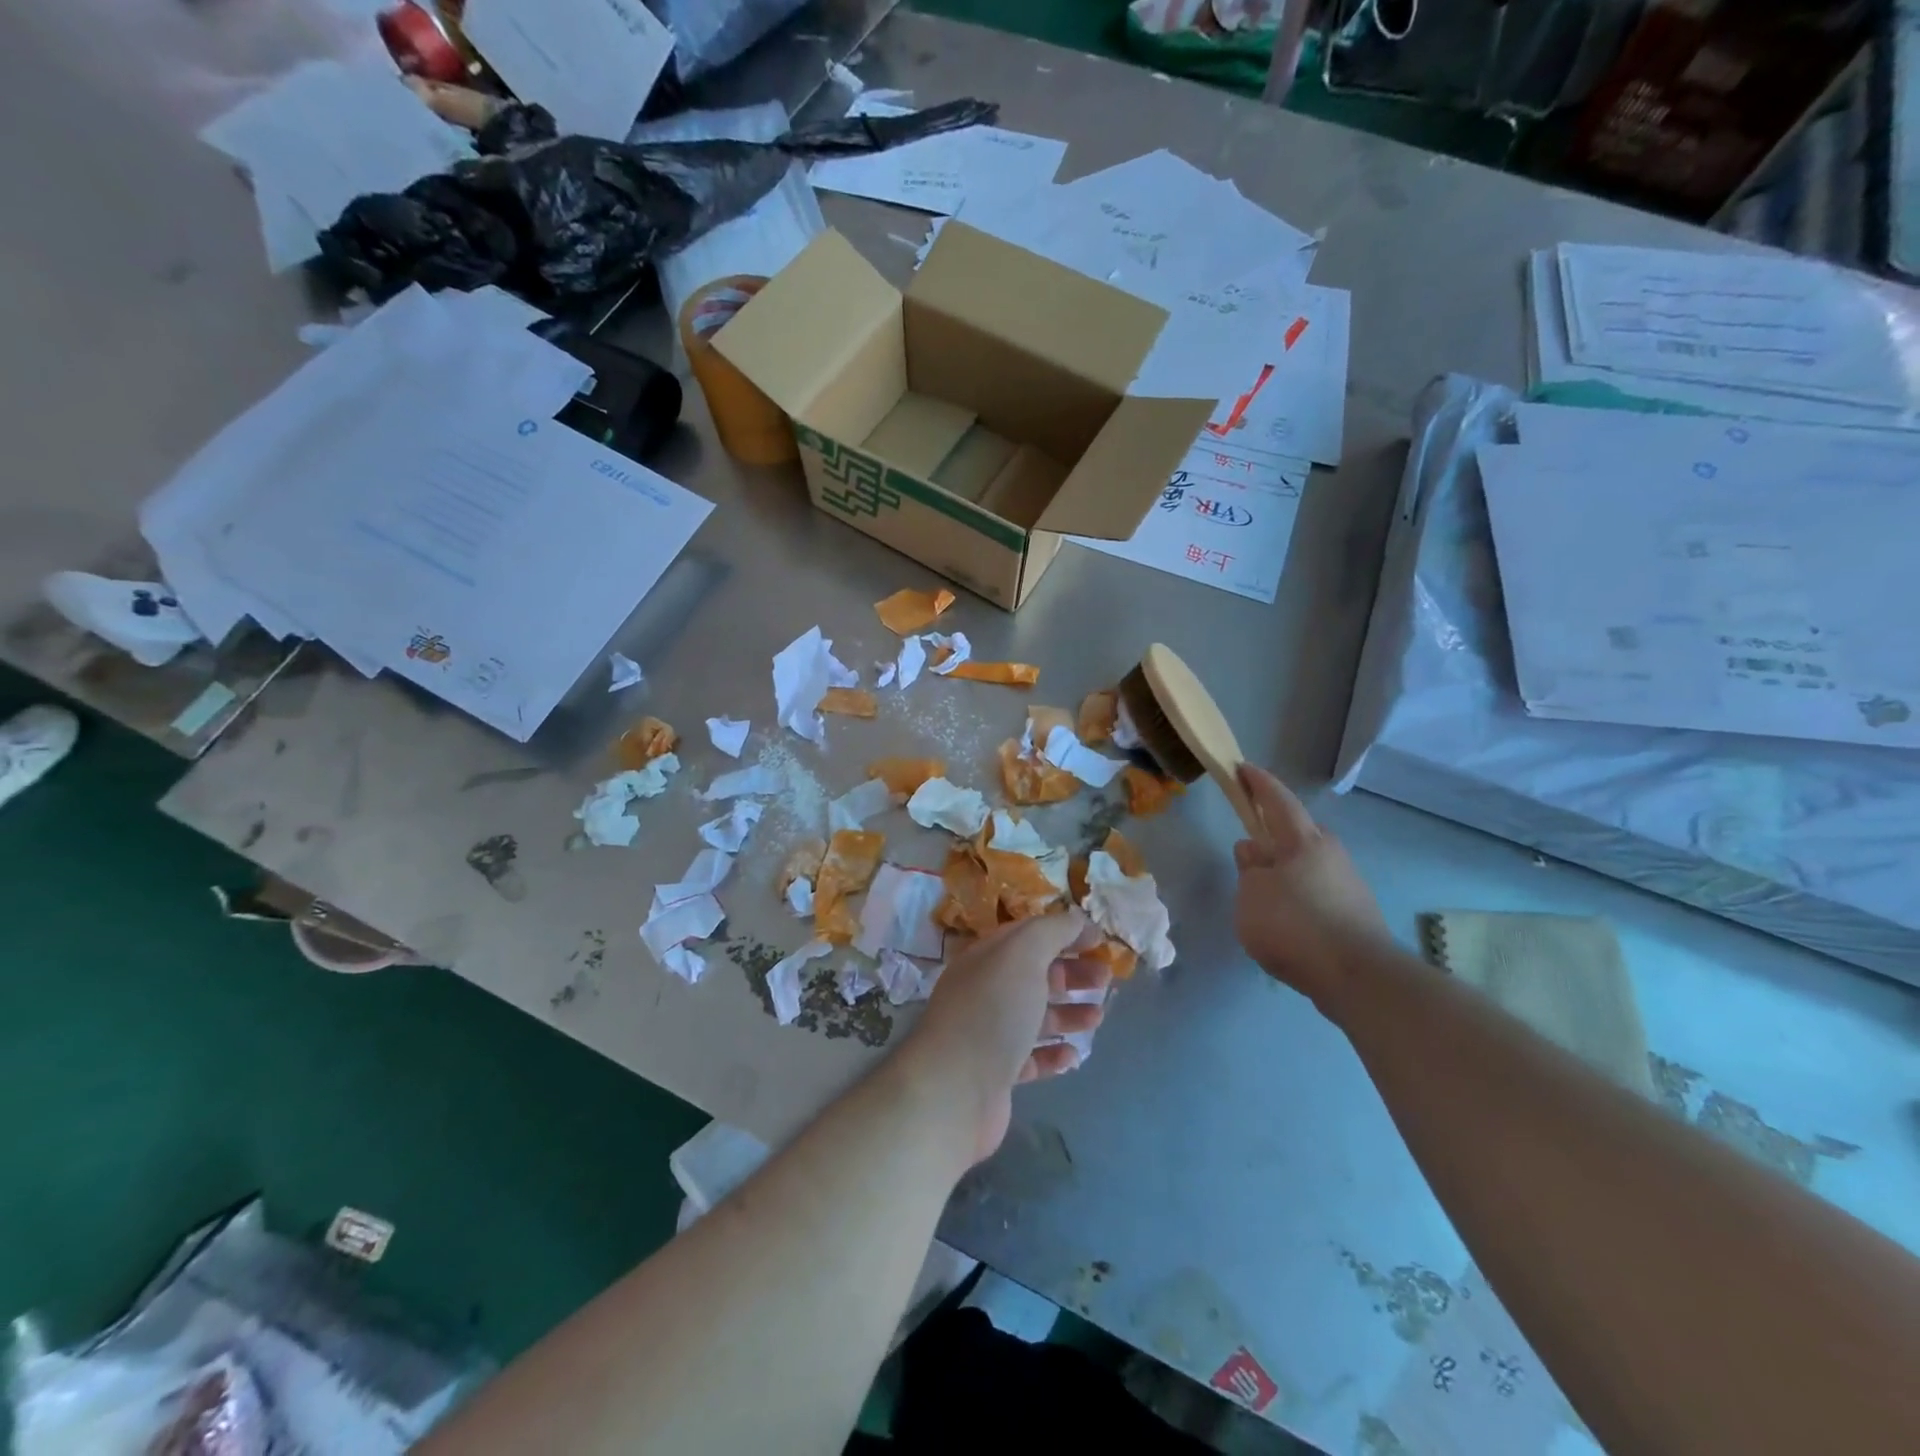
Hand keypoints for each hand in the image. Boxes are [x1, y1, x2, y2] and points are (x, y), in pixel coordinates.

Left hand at [902, 911, 1112, 1164]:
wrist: (955, 1089)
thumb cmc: (992, 1011)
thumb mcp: (1023, 954)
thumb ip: (1052, 931)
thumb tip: (1077, 919)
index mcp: (987, 957)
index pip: (1028, 935)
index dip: (1064, 933)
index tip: (1100, 939)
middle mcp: (985, 990)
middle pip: (1034, 974)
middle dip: (1072, 972)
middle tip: (1106, 977)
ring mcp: (989, 1033)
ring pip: (1035, 1016)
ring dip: (1068, 1013)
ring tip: (1097, 1016)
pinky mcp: (996, 1074)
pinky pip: (1030, 1058)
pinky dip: (1053, 1053)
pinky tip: (1073, 1054)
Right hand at [1233, 763, 1390, 1013]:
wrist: (1358, 977)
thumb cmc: (1295, 925)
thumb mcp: (1251, 894)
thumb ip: (1248, 868)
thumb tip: (1253, 849)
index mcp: (1303, 841)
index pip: (1278, 800)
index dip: (1259, 783)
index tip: (1243, 768)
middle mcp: (1330, 854)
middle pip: (1298, 832)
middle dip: (1275, 830)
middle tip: (1252, 837)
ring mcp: (1348, 883)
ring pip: (1308, 863)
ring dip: (1286, 867)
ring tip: (1264, 888)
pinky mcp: (1355, 912)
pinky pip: (1318, 890)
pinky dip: (1299, 894)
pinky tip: (1286, 917)